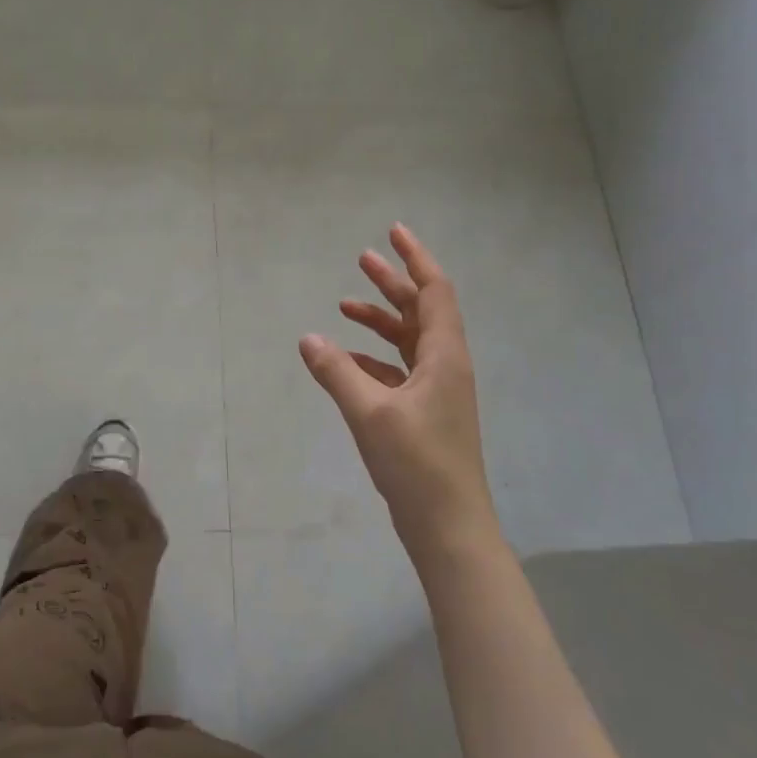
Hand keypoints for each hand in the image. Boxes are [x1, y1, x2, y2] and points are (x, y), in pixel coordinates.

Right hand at [300, 224, 501, 565]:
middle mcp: (446, 366)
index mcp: (444, 356)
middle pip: (421, 310)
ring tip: (345, 304)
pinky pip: (400, 370)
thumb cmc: (416, 463)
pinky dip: (375, 358)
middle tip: (363, 258)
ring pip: (409, 340)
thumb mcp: (369, 412)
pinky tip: (347, 361)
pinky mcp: (426, 413)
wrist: (448, 526)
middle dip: (393, 282)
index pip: (434, 291)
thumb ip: (336, 372)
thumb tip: (308, 337)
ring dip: (381, 319)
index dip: (416, 258)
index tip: (394, 231)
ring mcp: (438, 391)